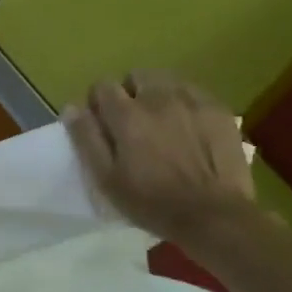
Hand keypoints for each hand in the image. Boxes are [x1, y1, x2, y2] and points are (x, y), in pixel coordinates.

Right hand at [63, 70, 256, 243]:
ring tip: (160, 123)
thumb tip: (72, 108)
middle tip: (131, 123)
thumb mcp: (106, 177)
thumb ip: (86, 139)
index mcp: (127, 115)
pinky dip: (184, 103)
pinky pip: (194, 92)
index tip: (101, 123)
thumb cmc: (151, 202)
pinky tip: (187, 128)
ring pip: (167, 80)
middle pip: (136, 75)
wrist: (213, 215)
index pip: (103, 86)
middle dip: (129, 93)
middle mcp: (159, 98)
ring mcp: (193, 101)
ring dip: (157, 94)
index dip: (97, 102)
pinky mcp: (219, 110)